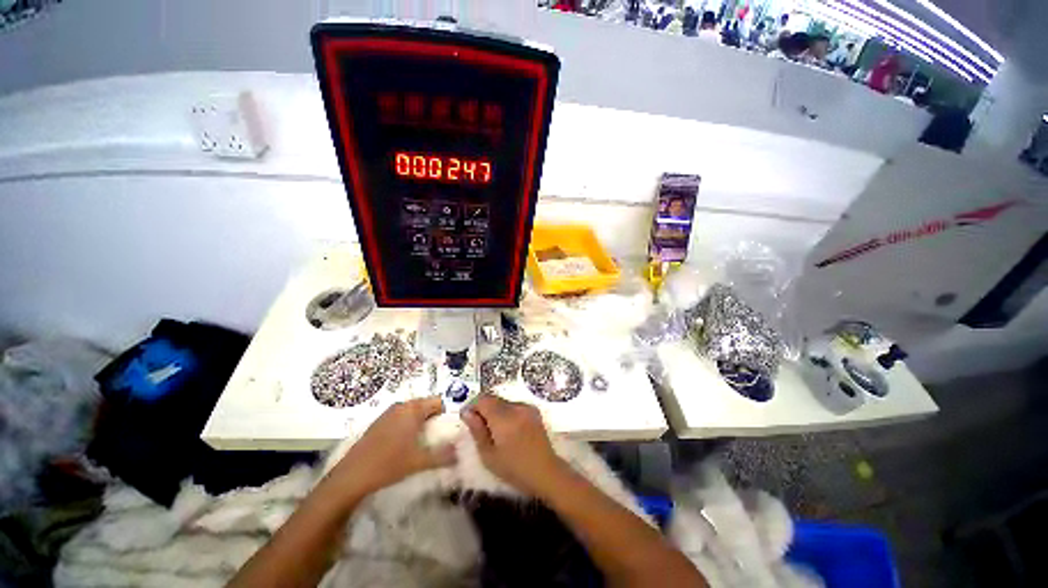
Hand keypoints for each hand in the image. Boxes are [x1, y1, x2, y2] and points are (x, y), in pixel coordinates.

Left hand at [329, 397, 455, 495]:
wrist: (351, 477)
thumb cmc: (388, 464)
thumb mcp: (419, 461)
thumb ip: (443, 455)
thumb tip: (461, 452)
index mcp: (413, 409)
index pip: (439, 401)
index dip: (447, 413)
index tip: (451, 429)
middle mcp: (402, 406)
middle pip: (426, 406)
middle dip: (435, 419)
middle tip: (440, 437)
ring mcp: (389, 413)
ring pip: (414, 412)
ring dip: (422, 423)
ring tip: (425, 442)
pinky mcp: (380, 423)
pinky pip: (402, 418)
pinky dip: (409, 427)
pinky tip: (407, 444)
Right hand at [462, 395, 566, 496]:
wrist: (545, 471)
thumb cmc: (514, 469)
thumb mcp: (488, 455)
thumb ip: (477, 431)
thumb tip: (467, 413)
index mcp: (504, 417)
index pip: (483, 399)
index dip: (472, 405)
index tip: (467, 418)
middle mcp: (516, 407)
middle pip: (493, 398)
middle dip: (483, 408)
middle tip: (479, 426)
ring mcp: (527, 407)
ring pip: (503, 401)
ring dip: (495, 410)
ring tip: (494, 430)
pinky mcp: (533, 410)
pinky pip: (514, 405)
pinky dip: (507, 413)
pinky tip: (508, 430)